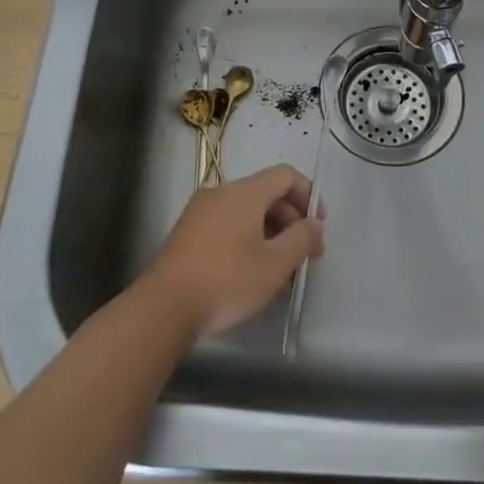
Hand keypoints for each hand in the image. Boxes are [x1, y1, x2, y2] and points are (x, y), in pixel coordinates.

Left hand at [146, 164, 323, 337]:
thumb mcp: (276, 264)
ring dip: (270, 234)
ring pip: (247, 213)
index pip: (286, 176)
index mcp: (245, 192)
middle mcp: (221, 192)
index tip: (318, 227)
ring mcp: (200, 211)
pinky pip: (228, 225)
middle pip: (266, 194)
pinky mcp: (188, 232)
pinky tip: (252, 274)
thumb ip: (302, 239)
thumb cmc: (228, 280)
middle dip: (291, 221)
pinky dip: (247, 240)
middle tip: (304, 256)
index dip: (309, 195)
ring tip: (281, 271)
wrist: (165, 307)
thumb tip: (313, 224)